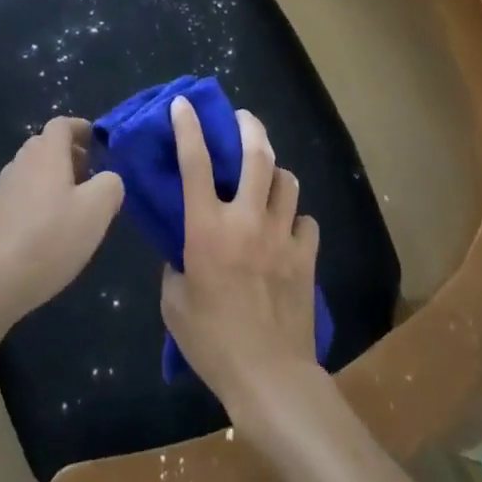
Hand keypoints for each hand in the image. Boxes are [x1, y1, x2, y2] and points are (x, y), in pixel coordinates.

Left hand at [0, 117, 123, 335]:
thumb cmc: (49, 239)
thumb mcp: (96, 211)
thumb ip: (110, 185)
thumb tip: (108, 179)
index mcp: (46, 153)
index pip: (62, 124)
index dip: (82, 128)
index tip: (99, 143)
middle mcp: (21, 162)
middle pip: (47, 145)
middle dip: (71, 154)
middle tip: (92, 177)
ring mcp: (3, 188)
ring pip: (34, 171)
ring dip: (55, 179)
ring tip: (75, 206)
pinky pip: (23, 194)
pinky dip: (40, 200)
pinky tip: (50, 230)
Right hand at [159, 95, 321, 422]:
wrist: (270, 378)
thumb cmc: (213, 343)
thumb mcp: (174, 303)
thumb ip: (176, 266)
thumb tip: (183, 253)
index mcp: (207, 228)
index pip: (195, 162)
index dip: (188, 127)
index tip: (184, 103)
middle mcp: (246, 219)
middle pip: (256, 154)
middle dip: (249, 127)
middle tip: (242, 118)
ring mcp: (281, 235)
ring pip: (287, 180)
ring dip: (275, 172)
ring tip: (267, 178)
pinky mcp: (306, 255)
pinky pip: (306, 221)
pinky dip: (296, 219)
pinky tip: (288, 229)